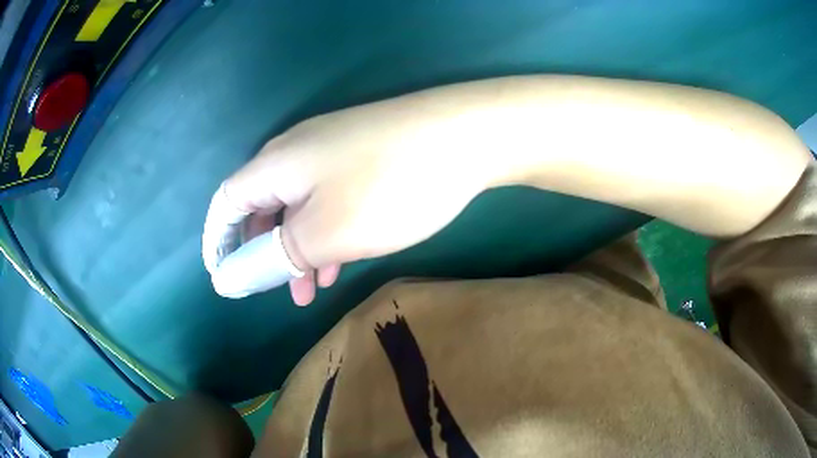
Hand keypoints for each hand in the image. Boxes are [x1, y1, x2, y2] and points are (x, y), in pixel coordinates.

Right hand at [202, 98, 489, 304]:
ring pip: (298, 206)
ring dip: (299, 247)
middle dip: (265, 252)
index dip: (220, 243)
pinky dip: (326, 231)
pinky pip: (327, 198)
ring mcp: (331, 149)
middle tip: (281, 290)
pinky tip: (342, 258)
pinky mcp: (361, 154)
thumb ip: (271, 257)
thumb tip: (227, 279)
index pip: (226, 204)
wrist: (464, 136)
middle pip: (261, 205)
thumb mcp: (322, 234)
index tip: (227, 278)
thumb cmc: (387, 187)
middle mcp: (295, 151)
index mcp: (274, 164)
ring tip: (313, 288)